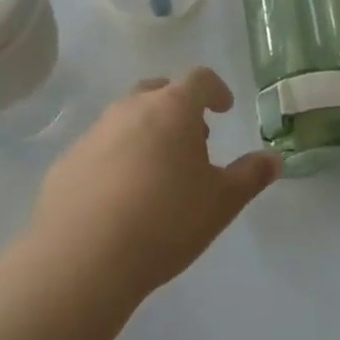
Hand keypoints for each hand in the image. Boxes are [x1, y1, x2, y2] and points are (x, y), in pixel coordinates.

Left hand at [25, 68, 281, 308]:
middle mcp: (130, 109)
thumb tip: (275, 158)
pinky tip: (119, 197)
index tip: (224, 108)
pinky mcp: (65, 163)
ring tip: (157, 171)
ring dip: (145, 131)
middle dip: (178, 107)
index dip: (216, 90)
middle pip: (158, 91)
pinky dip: (115, 158)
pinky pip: (98, 149)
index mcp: (172, 108)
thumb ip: (251, 175)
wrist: (81, 260)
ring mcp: (93, 134)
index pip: (199, 79)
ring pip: (125, 118)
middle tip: (192, 139)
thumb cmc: (164, 221)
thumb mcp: (221, 202)